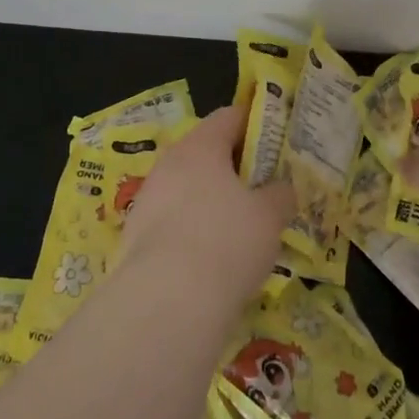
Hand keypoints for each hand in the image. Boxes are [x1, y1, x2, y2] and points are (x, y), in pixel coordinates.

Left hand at [120, 105, 295, 300]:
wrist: (166, 302)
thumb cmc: (227, 241)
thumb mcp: (270, 216)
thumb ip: (280, 194)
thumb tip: (282, 188)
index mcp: (201, 145)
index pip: (230, 116)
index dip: (255, 125)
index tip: (276, 144)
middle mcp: (169, 162)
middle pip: (206, 152)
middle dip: (234, 168)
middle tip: (262, 190)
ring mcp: (148, 198)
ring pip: (187, 188)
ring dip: (212, 201)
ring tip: (240, 229)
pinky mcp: (135, 235)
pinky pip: (172, 220)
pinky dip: (193, 230)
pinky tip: (212, 258)